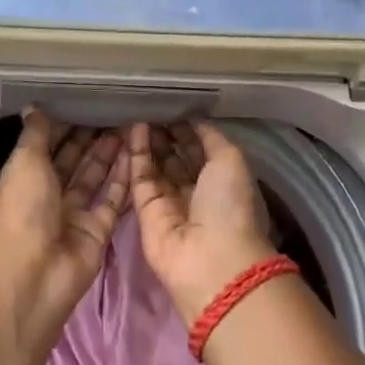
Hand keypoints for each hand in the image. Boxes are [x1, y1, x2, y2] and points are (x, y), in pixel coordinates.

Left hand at [0, 110, 129, 325]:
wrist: (33, 275)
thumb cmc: (22, 211)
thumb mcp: (24, 163)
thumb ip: (35, 135)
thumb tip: (32, 106)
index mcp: (25, 178)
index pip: (46, 146)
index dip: (64, 126)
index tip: (86, 101)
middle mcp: (49, 195)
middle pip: (73, 162)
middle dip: (91, 138)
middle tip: (116, 110)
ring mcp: (75, 214)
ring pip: (95, 178)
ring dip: (109, 154)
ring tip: (131, 125)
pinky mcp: (98, 231)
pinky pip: (113, 200)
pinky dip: (124, 178)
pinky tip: (138, 153)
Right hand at [129, 121, 276, 322]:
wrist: (209, 258)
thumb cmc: (229, 205)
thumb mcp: (231, 160)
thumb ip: (211, 137)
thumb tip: (193, 119)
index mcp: (222, 182)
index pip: (200, 150)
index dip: (187, 129)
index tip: (173, 106)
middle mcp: (195, 192)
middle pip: (176, 157)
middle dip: (165, 133)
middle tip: (151, 107)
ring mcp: (169, 202)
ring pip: (155, 165)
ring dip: (149, 140)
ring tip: (139, 112)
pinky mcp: (145, 210)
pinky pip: (140, 177)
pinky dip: (136, 154)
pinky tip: (133, 129)